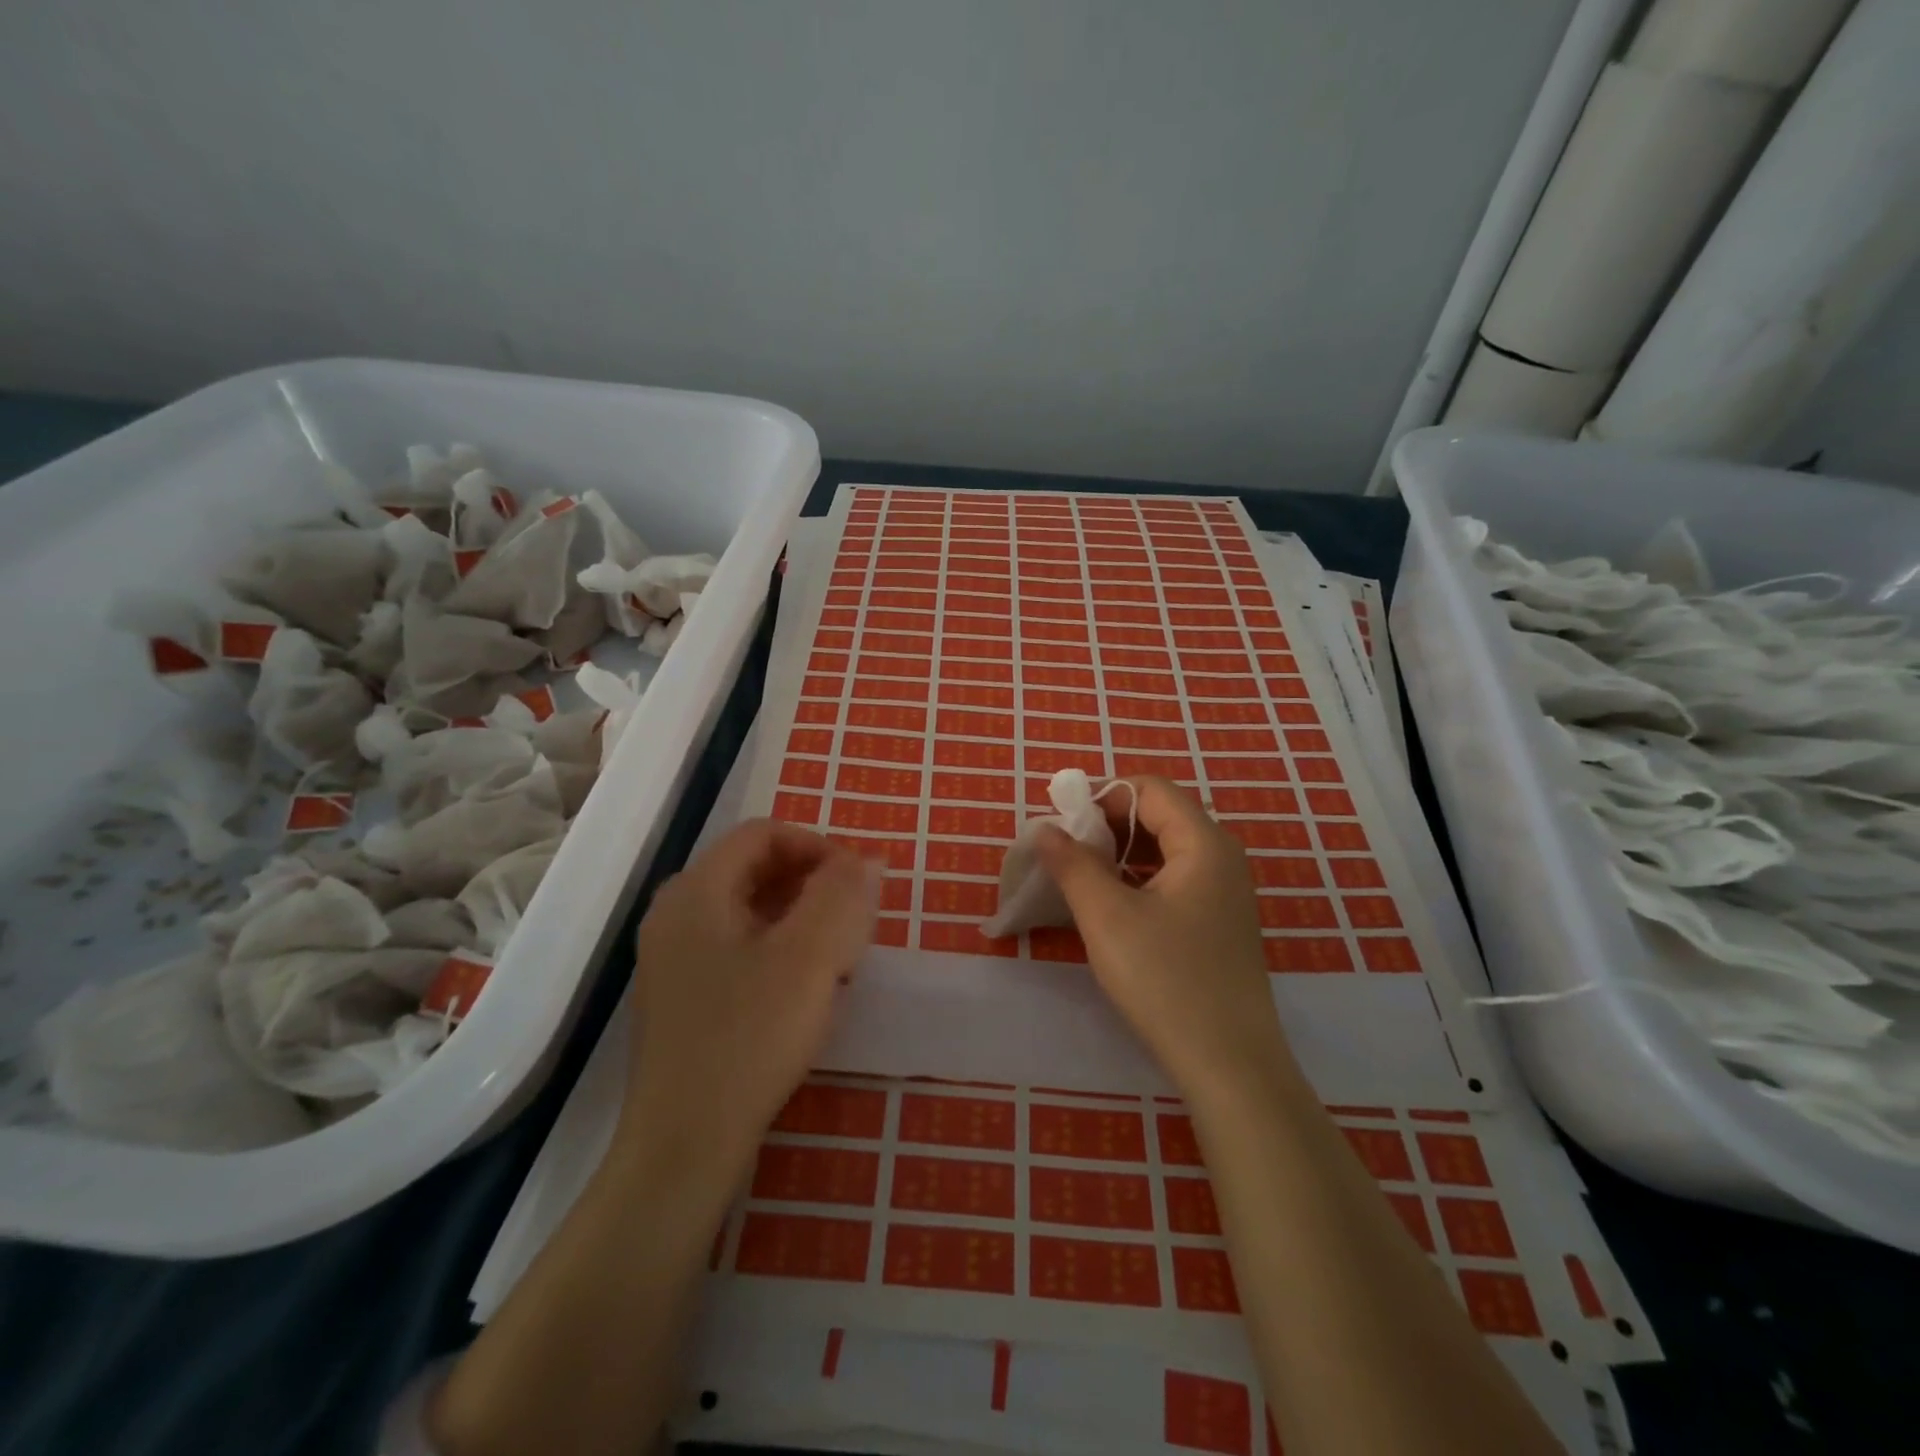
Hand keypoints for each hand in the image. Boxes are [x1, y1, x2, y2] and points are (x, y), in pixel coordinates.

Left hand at [620, 819, 878, 1178]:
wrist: (683, 1146)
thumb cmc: (749, 1039)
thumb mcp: (810, 958)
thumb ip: (841, 895)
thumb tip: (865, 859)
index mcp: (697, 891)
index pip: (764, 834)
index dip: (818, 846)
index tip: (859, 883)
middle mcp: (676, 914)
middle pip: (754, 869)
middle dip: (812, 885)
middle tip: (854, 922)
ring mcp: (673, 959)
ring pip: (749, 912)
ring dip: (800, 920)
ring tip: (837, 959)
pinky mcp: (681, 998)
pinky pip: (738, 949)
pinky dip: (778, 952)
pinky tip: (805, 993)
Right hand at [1035, 777, 1294, 1108]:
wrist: (1230, 1066)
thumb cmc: (1166, 981)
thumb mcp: (1107, 917)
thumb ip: (1073, 864)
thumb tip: (1045, 829)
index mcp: (1204, 843)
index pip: (1149, 789)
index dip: (1101, 795)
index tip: (1060, 819)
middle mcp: (1222, 858)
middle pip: (1160, 814)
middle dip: (1108, 823)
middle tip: (1065, 849)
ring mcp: (1225, 893)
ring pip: (1166, 850)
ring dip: (1121, 853)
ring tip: (1081, 876)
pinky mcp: (1219, 924)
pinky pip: (1175, 880)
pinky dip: (1139, 879)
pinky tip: (1112, 906)